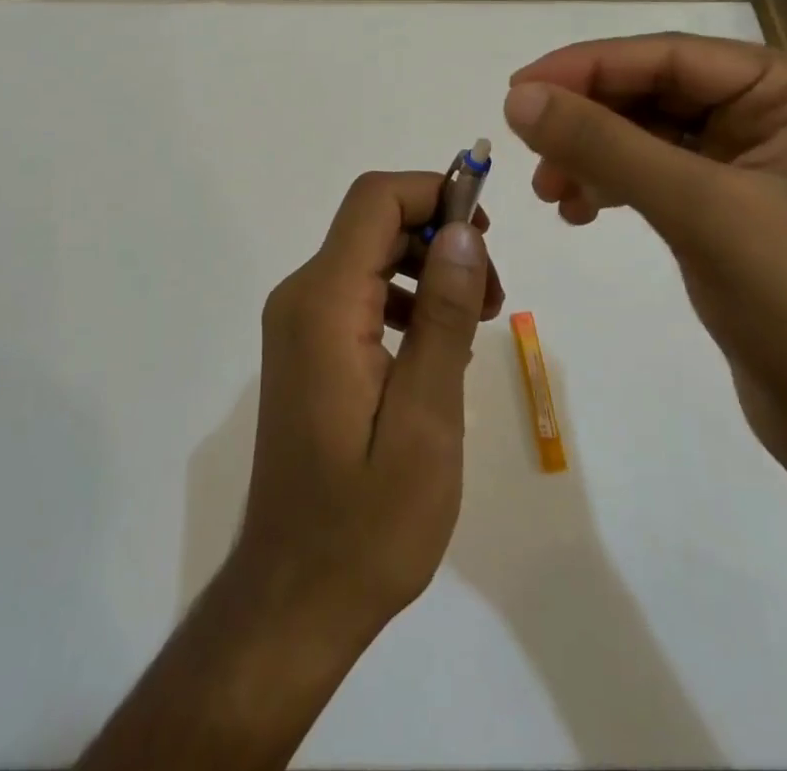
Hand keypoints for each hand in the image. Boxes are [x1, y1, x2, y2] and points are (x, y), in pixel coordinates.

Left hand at [232, 171, 499, 645]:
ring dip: (428, 267)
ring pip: (371, 253)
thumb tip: (463, 229)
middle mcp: (301, 296)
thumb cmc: (368, 521)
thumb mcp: (426, 419)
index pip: (375, 201)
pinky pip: (362, 291)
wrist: (295, 595)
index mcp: (324, 303)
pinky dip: (407, 297)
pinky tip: (437, 347)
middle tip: (491, 296)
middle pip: (374, 222)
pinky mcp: (307, 345)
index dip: (434, 191)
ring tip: (476, 322)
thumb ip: (444, 316)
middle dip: (440, 236)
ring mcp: (299, 321)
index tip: (489, 231)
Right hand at [502, 34, 786, 476]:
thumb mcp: (700, 211)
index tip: (517, 90)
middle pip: (653, 92)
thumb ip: (606, 146)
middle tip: (527, 150)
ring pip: (644, 133)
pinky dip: (610, 185)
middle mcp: (774, 112)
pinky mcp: (726, 209)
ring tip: (551, 194)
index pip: (670, 56)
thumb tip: (518, 98)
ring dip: (591, 155)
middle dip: (587, 120)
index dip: (588, 67)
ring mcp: (749, 162)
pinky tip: (580, 211)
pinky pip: (651, 174)